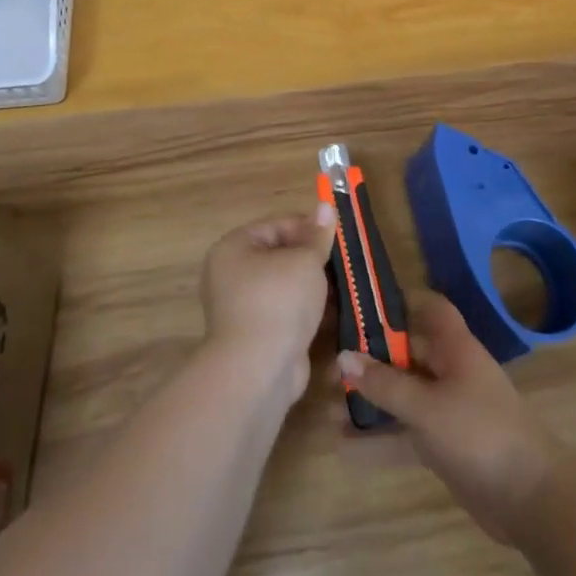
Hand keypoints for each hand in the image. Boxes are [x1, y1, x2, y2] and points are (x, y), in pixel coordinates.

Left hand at [201, 206, 335, 400]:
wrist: (259, 369)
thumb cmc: (279, 301)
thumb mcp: (305, 260)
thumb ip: (317, 235)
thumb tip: (325, 206)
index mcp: (234, 248)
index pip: (277, 225)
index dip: (309, 227)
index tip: (339, 235)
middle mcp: (231, 274)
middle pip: (280, 255)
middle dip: (312, 258)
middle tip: (344, 261)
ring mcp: (242, 307)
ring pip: (285, 286)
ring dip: (312, 286)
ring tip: (344, 285)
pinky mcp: (257, 334)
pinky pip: (285, 312)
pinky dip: (306, 310)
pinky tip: (333, 311)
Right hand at [337, 292, 561, 544]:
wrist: (530, 497)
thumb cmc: (479, 433)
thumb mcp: (426, 407)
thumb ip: (385, 384)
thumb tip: (343, 356)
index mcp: (455, 349)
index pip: (431, 310)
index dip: (402, 303)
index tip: (363, 307)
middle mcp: (451, 372)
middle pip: (407, 355)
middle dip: (371, 361)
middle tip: (331, 371)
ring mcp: (448, 410)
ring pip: (402, 397)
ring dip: (370, 402)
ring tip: (327, 408)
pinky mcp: (444, 446)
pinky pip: (404, 434)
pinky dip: (378, 440)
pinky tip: (343, 449)